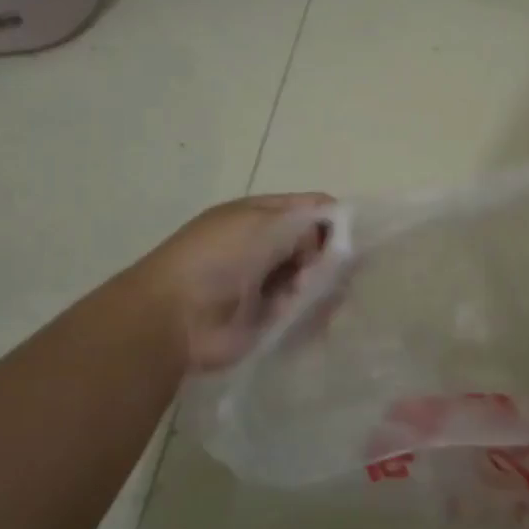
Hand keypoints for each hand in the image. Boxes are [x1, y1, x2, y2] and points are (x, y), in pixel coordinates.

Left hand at [135, 192, 334, 369]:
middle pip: (319, 246)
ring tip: (310, 296)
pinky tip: (311, 316)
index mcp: (261, 215)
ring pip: (317, 280)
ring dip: (321, 287)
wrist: (175, 318)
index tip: (353, 239)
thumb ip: (308, 225)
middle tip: (328, 272)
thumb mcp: (265, 224)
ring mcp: (269, 284)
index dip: (336, 219)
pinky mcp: (271, 319)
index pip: (312, 208)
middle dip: (331, 258)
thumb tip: (333, 240)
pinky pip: (307, 312)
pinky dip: (314, 314)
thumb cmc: (218, 259)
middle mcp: (267, 246)